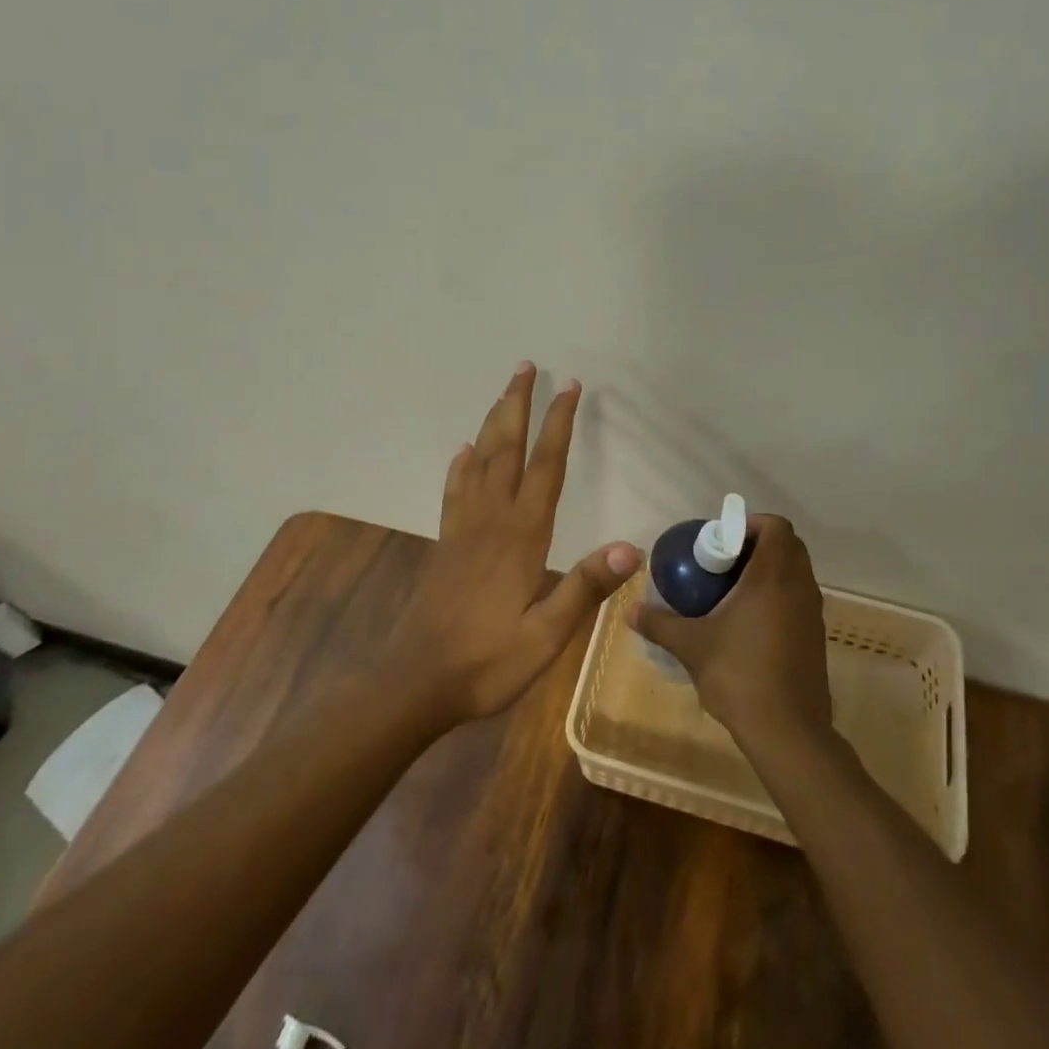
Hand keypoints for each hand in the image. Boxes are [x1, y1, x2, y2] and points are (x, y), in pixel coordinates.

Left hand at [391, 362, 641, 725]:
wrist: (416, 682)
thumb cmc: (487, 662)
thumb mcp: (546, 636)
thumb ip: (585, 589)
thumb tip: (631, 549)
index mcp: (522, 536)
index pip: (546, 466)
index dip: (559, 424)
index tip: (570, 387)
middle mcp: (492, 520)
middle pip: (506, 448)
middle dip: (518, 404)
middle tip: (527, 366)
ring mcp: (464, 529)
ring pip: (479, 461)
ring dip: (492, 422)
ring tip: (503, 392)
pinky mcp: (447, 544)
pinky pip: (455, 491)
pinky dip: (461, 465)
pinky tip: (463, 452)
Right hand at [627, 514, 833, 749]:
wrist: (788, 731)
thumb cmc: (740, 674)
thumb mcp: (691, 646)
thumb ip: (659, 623)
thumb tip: (629, 611)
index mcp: (773, 576)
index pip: (776, 526)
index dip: (751, 524)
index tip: (723, 540)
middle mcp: (799, 586)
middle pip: (788, 546)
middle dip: (757, 546)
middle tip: (723, 563)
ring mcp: (812, 613)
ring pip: (795, 573)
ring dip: (769, 572)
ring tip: (732, 592)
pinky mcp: (815, 637)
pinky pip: (798, 599)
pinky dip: (778, 597)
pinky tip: (748, 623)